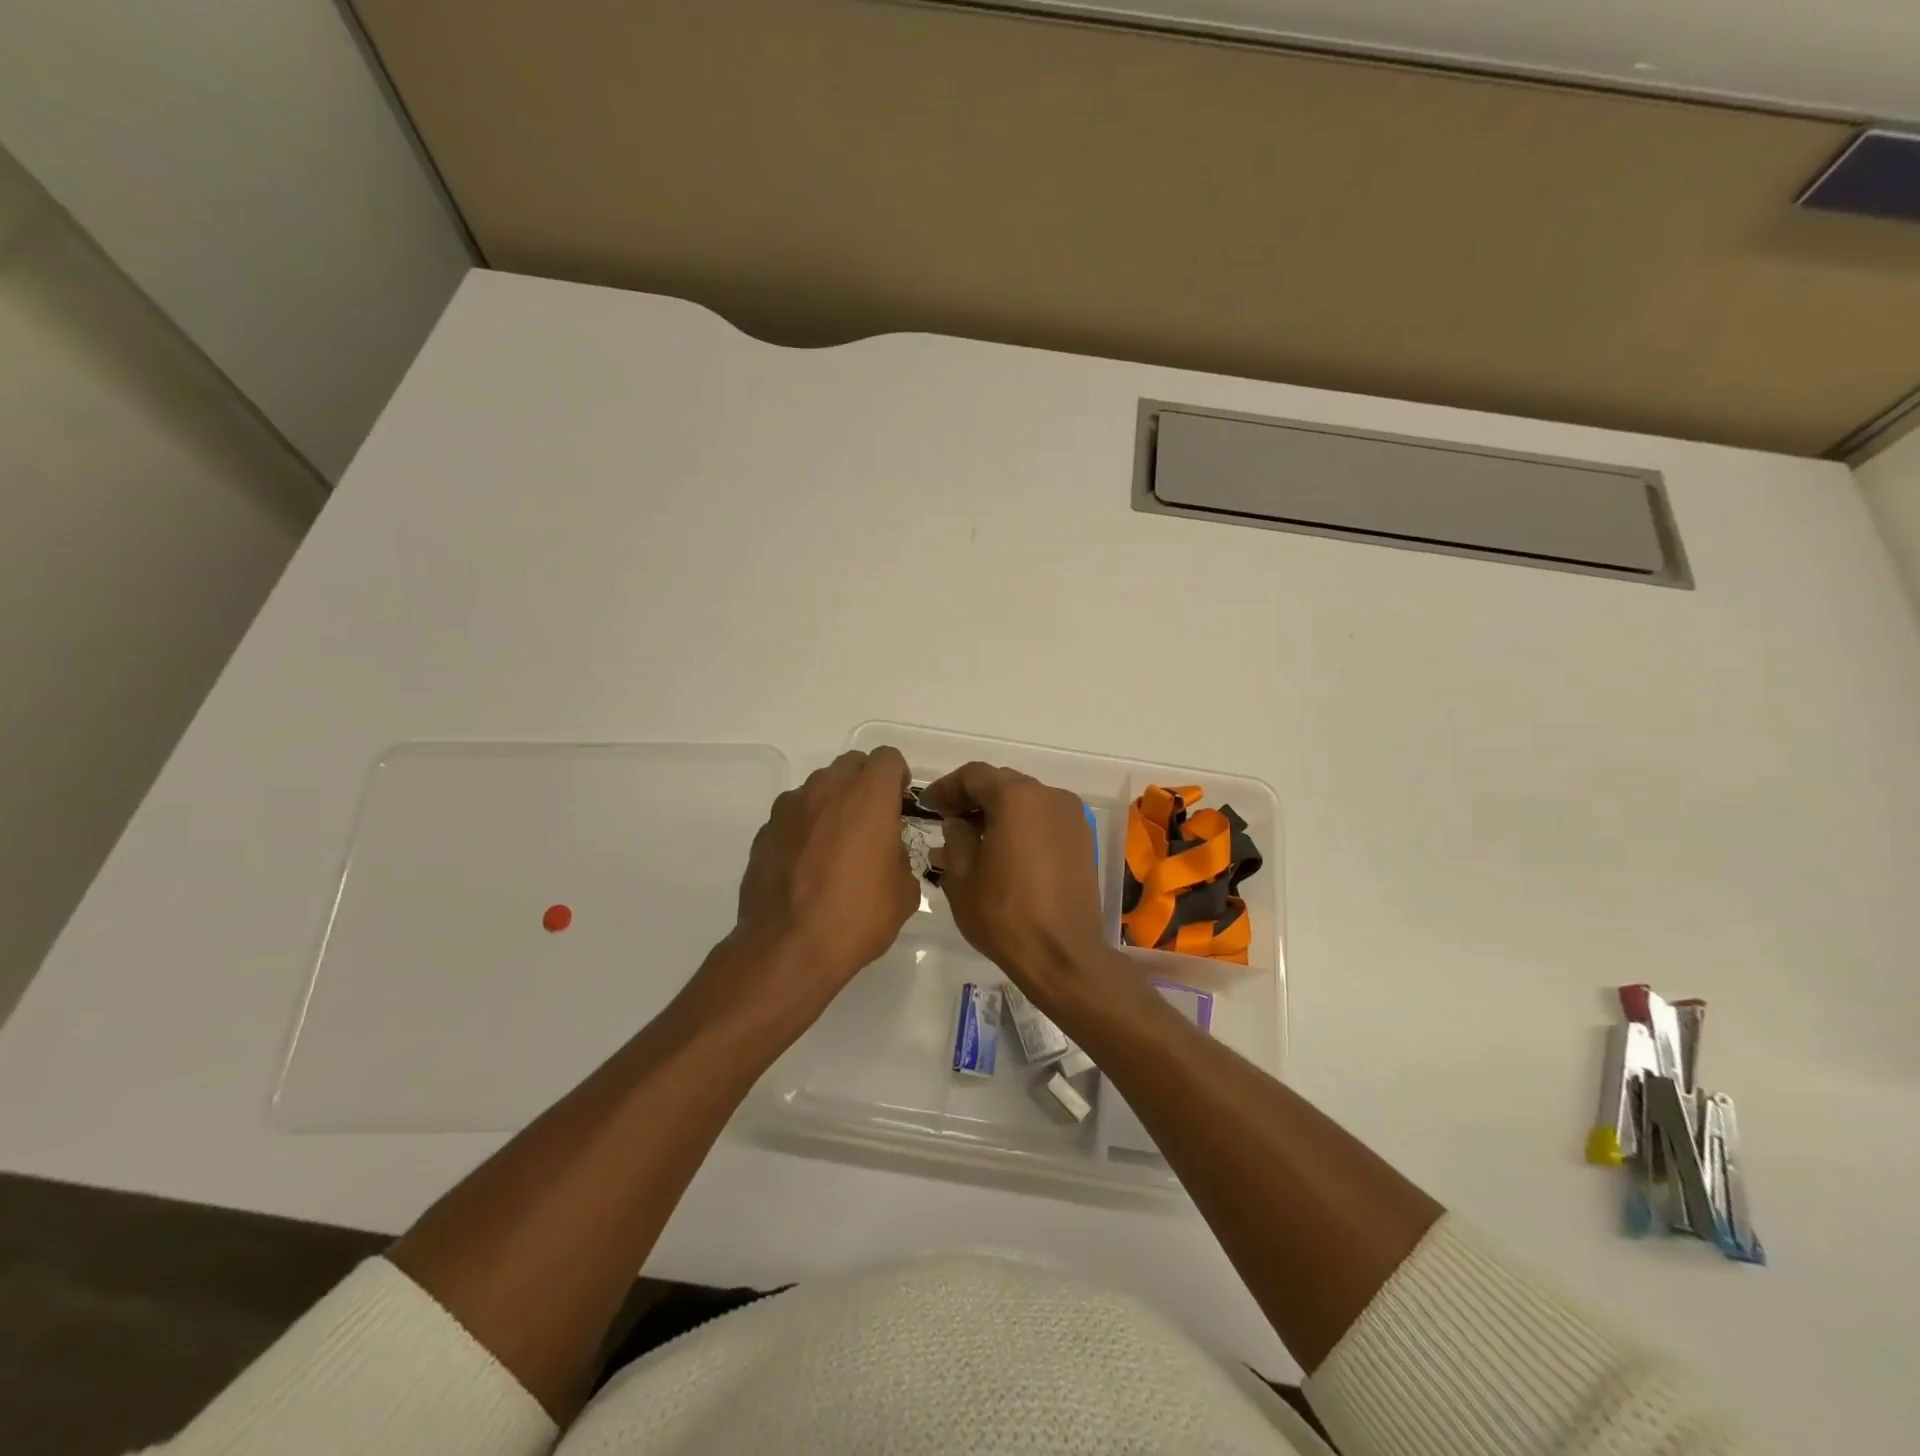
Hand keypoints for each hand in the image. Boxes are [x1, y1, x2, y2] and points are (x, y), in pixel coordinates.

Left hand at [725, 748, 918, 1022]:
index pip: (887, 758)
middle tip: (871, 822)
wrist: (787, 948)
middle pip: (851, 765)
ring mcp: (790, 808)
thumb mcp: (903, 891)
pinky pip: (793, 816)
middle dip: (865, 785)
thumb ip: (900, 856)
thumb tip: (886, 851)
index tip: (899, 803)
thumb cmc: (857, 916)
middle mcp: (826, 789)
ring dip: (832, 805)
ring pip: (818, 789)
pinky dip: (805, 829)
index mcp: (868, 796)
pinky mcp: (765, 831)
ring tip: (836, 847)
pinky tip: (807, 866)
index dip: (897, 777)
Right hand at [921, 762, 1111, 1007]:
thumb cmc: (1005, 915)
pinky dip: (1020, 827)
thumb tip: (958, 822)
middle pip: (1002, 783)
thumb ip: (955, 837)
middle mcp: (1049, 796)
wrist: (1063, 956)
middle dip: (971, 798)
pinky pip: (1043, 820)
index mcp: (1016, 798)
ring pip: (1024, 802)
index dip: (946, 787)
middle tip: (946, 820)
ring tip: (970, 841)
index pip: (974, 775)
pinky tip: (1000, 852)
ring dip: (996, 814)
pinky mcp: (1082, 839)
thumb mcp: (961, 877)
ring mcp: (1071, 817)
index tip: (927, 806)